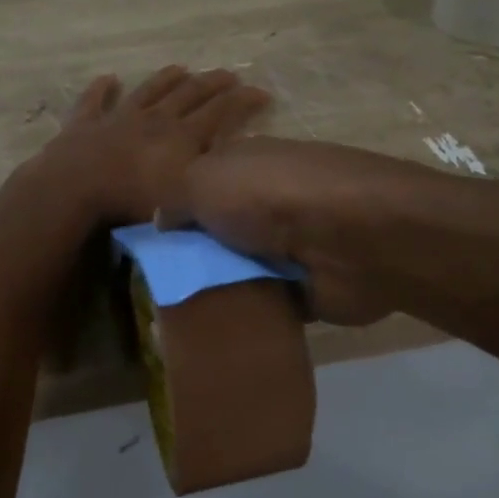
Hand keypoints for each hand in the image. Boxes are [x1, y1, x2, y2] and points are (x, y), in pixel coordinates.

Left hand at [32, 65, 271, 224]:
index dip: (242, 101)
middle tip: (229, 74)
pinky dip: (101, 89)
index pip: (219, 112)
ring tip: (180, 67)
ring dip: (165, 78)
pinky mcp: (85, 123)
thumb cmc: (131, 201)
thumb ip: (208, 182)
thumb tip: (229, 173)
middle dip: (212, 83)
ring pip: (148, 91)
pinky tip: (108, 78)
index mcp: (181, 137)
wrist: (74, 189)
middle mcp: (155, 119)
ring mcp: (118, 117)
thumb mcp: (183, 196)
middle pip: (189, 95)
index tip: (261, 92)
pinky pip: (95, 101)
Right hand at [170, 137, 421, 325]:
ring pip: (239, 268)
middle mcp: (269, 201)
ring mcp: (291, 244)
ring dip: (217, 287)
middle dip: (192, 255)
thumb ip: (175, 198)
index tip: (148, 243)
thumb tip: (161, 219)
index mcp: (247, 164)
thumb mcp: (203, 180)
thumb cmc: (269, 196)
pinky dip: (246, 315)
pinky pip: (264, 302)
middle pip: (219, 231)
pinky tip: (214, 332)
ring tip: (176, 318)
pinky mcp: (307, 286)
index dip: (176, 210)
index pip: (202, 184)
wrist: (350, 239)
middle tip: (154, 287)